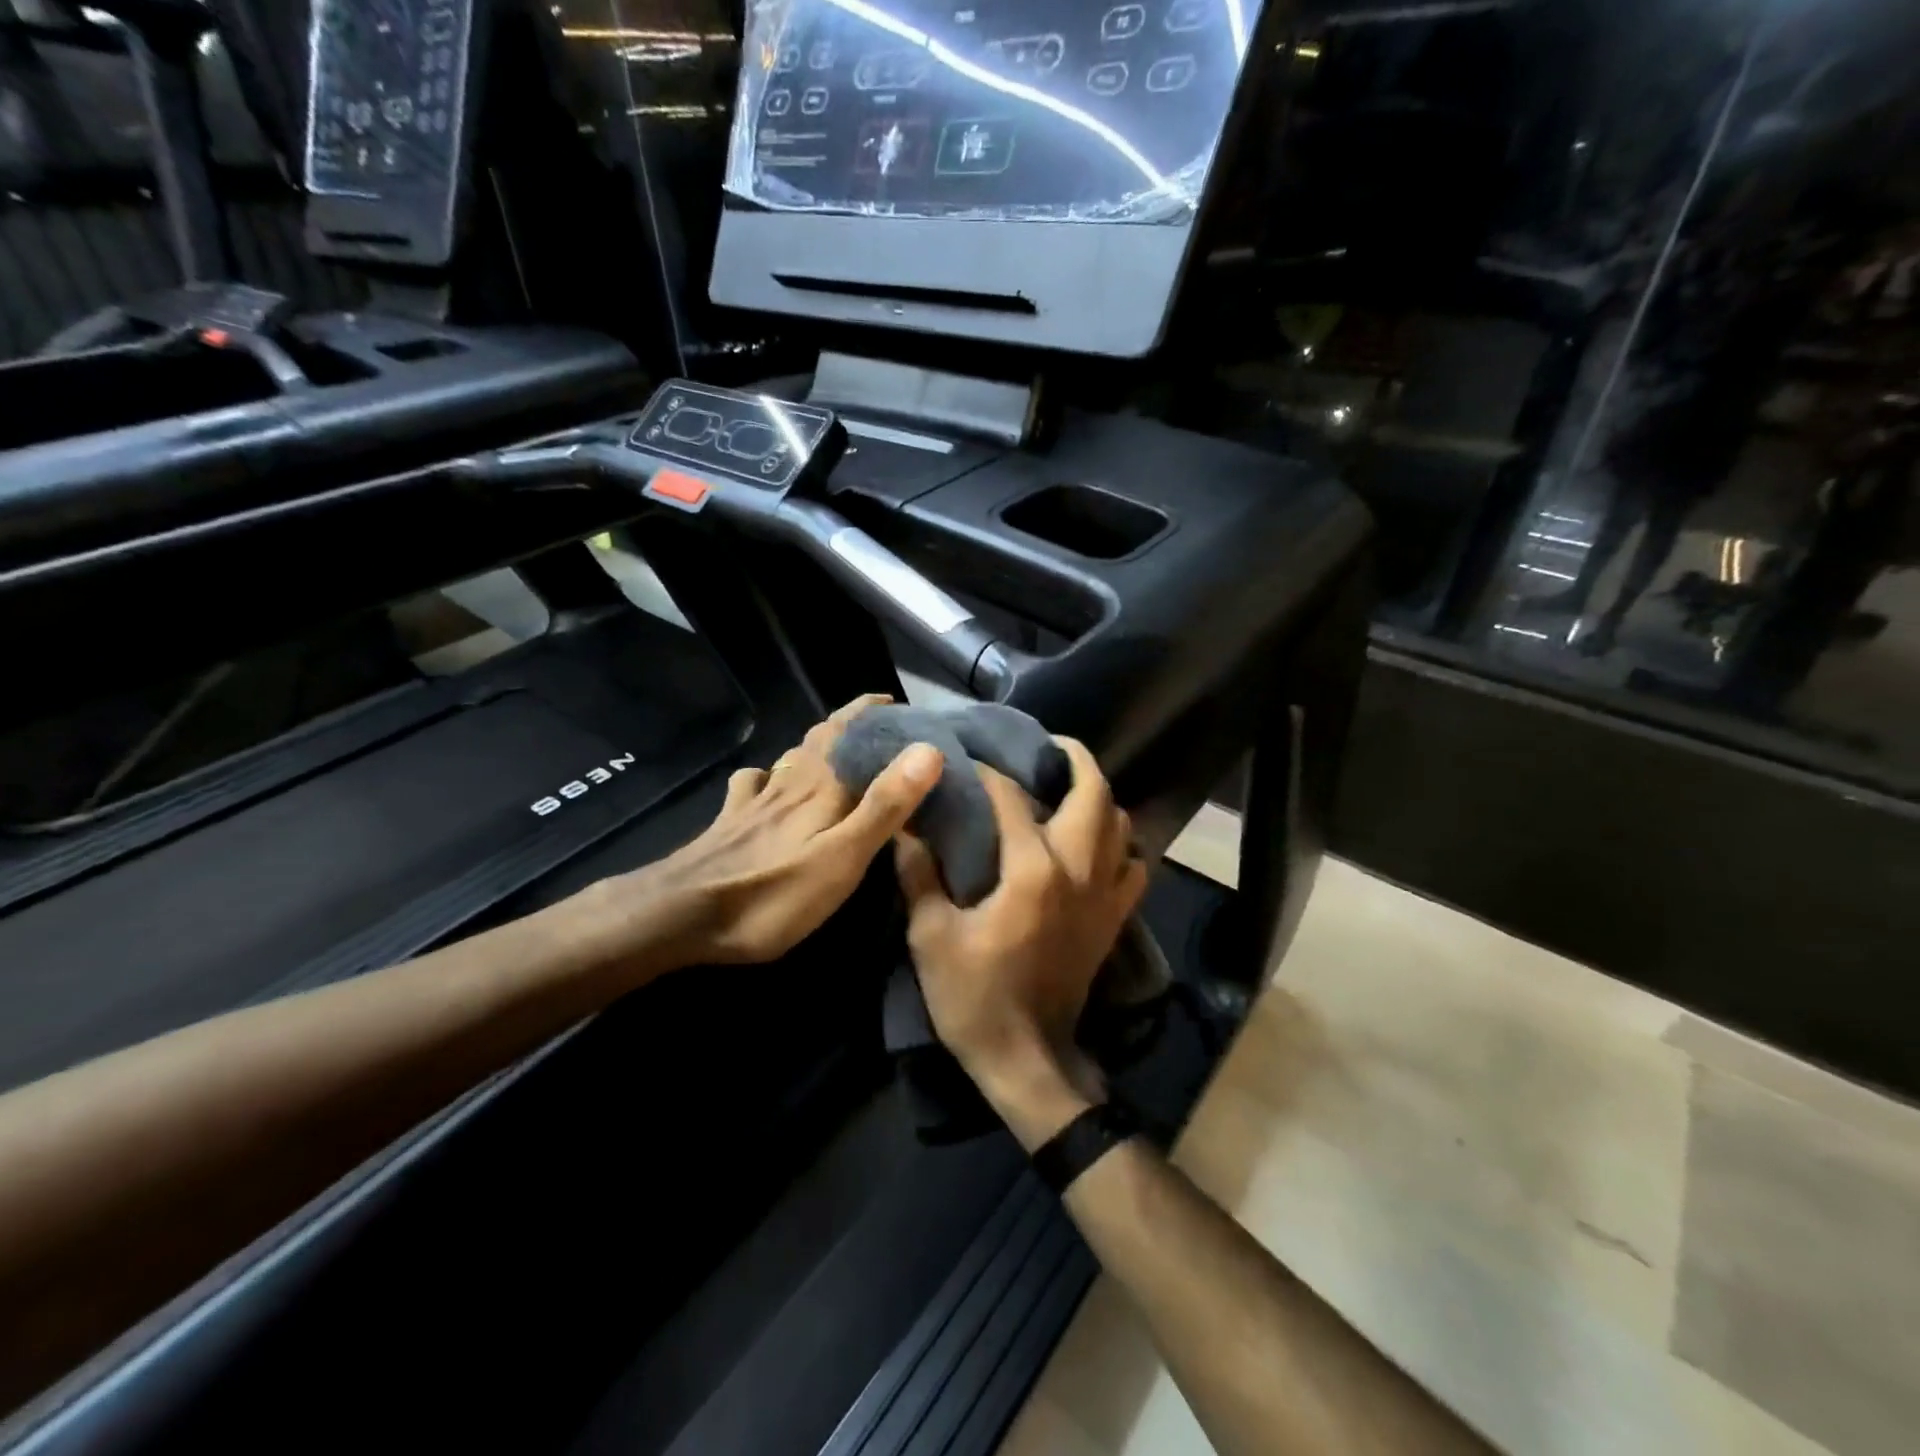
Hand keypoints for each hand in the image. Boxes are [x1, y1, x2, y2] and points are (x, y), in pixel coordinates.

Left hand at [611, 695, 942, 966]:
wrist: (681, 914)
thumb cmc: (774, 893)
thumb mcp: (843, 856)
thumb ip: (885, 805)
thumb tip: (928, 749)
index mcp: (822, 786)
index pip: (853, 732)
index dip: (876, 713)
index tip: (902, 706)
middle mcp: (790, 782)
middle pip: (822, 738)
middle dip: (851, 724)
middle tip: (879, 724)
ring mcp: (756, 800)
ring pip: (792, 757)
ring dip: (817, 744)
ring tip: (838, 748)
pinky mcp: (731, 821)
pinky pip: (754, 782)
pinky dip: (769, 774)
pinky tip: (767, 781)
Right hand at [894, 738, 1145, 1138]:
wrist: (1027, 1059)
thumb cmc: (974, 998)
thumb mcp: (932, 937)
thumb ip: (919, 876)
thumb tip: (905, 830)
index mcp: (1032, 870)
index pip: (1012, 799)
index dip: (988, 773)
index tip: (969, 761)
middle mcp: (1078, 870)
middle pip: (1094, 794)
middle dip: (1075, 759)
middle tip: (1050, 747)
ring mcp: (1105, 895)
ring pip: (1122, 825)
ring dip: (1100, 798)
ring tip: (1070, 789)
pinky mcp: (1114, 920)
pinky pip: (1134, 867)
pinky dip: (1121, 846)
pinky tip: (1096, 844)